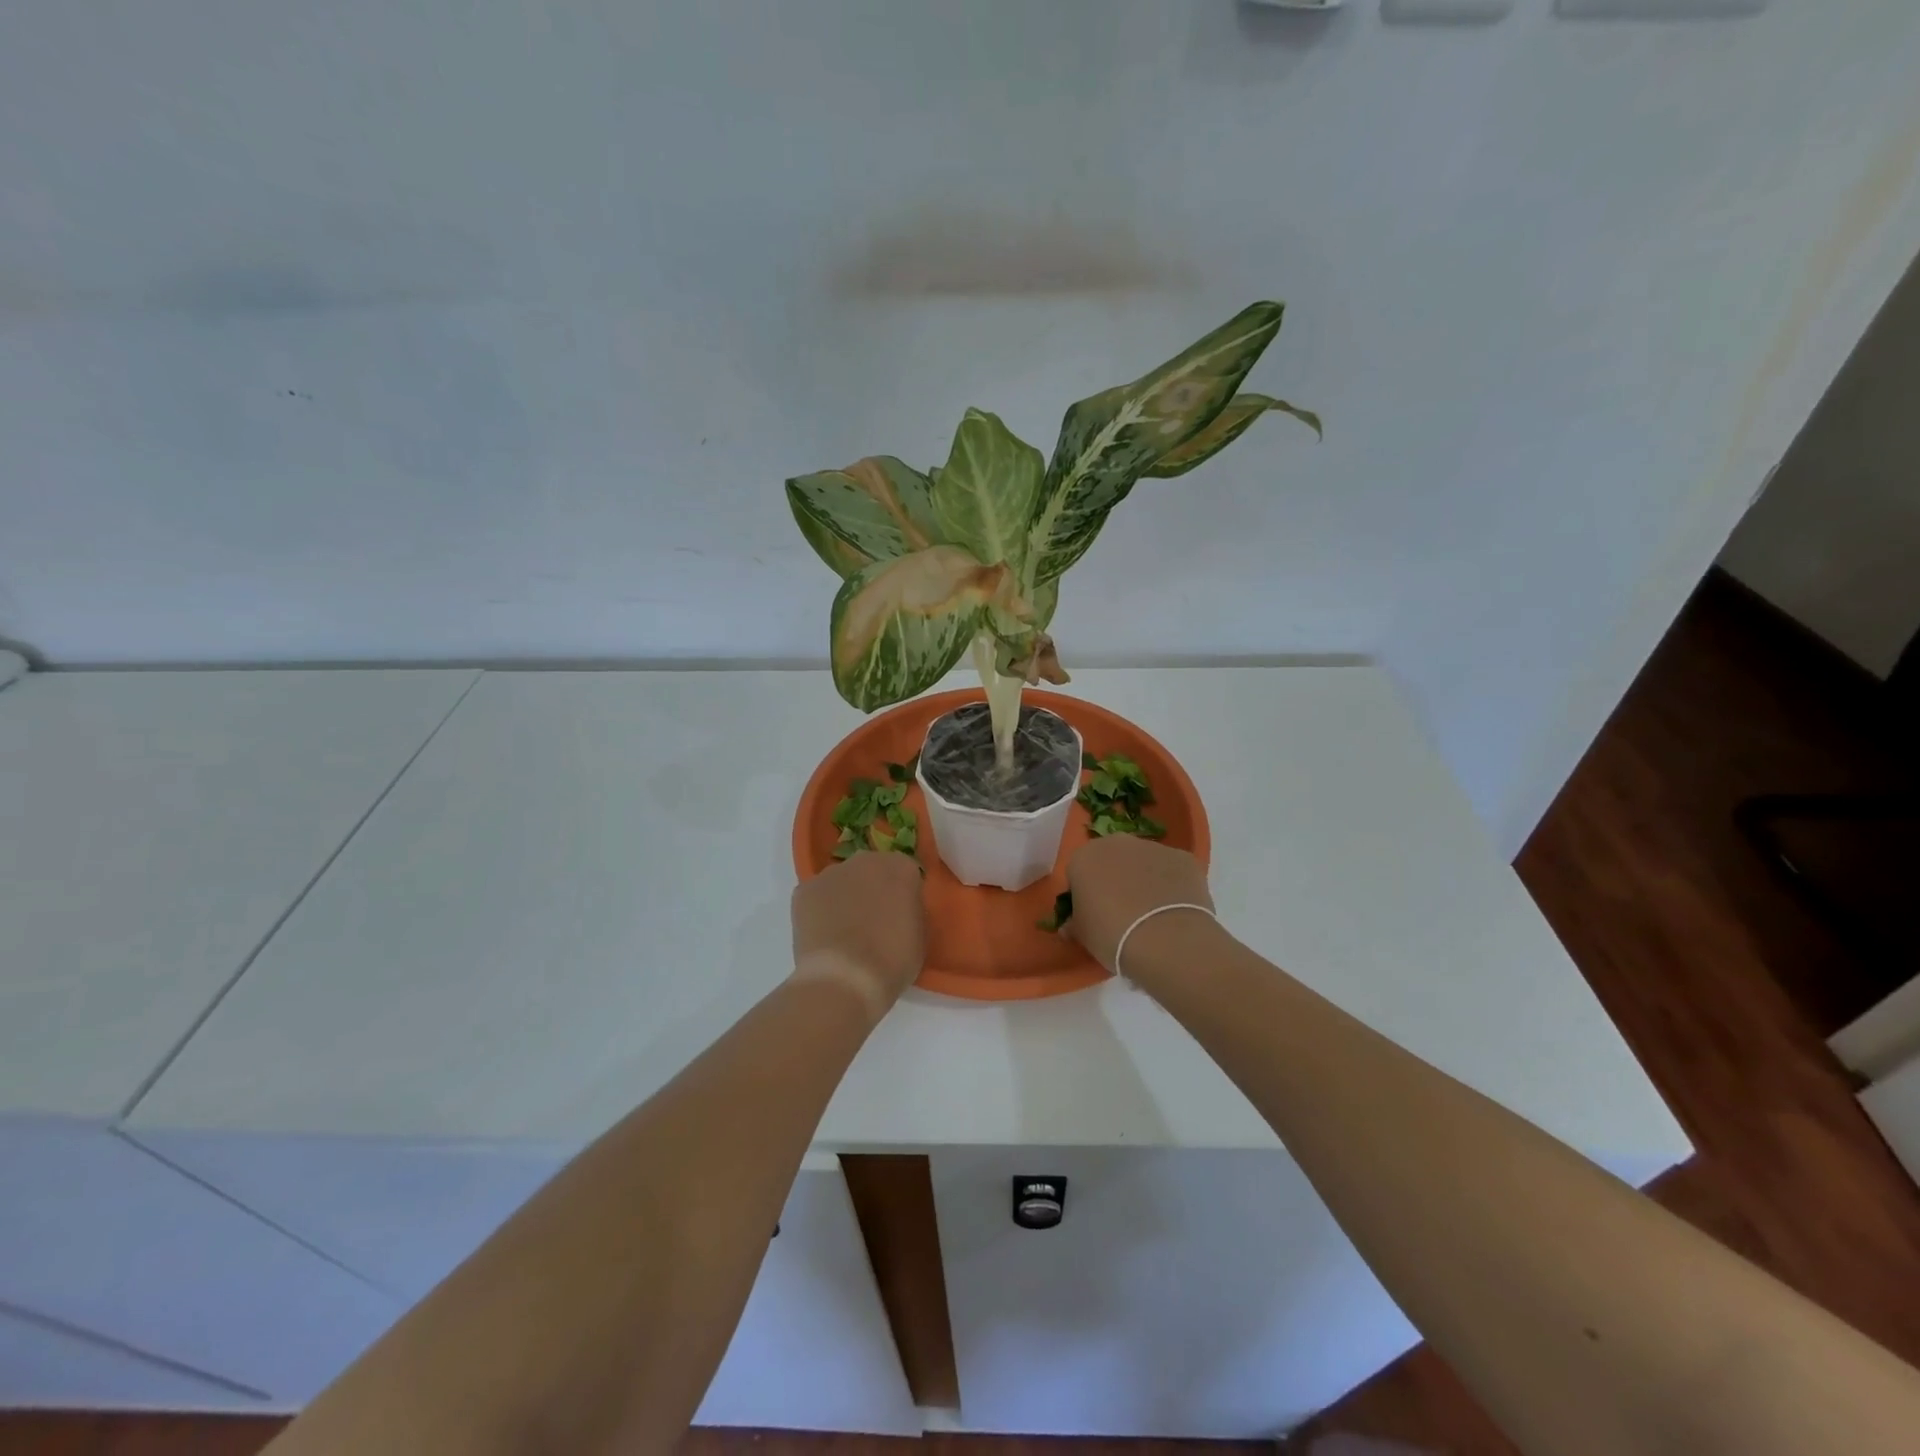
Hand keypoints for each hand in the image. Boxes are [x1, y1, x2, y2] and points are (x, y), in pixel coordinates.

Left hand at [790, 851, 925, 1012]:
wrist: (845, 978)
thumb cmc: (893, 960)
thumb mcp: (919, 935)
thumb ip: (909, 911)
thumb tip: (897, 912)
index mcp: (901, 867)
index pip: (904, 874)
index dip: (902, 896)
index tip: (900, 917)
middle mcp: (866, 860)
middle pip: (871, 870)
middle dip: (872, 890)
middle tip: (872, 923)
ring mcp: (831, 873)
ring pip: (841, 881)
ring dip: (844, 898)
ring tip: (843, 934)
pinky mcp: (804, 890)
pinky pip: (816, 896)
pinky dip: (819, 911)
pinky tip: (823, 936)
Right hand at [1065, 836, 1214, 974]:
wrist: (1167, 941)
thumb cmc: (1112, 936)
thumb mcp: (1082, 935)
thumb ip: (1074, 922)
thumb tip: (1071, 924)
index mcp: (1084, 858)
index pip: (1078, 872)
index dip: (1084, 894)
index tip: (1092, 914)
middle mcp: (1116, 843)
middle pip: (1111, 859)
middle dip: (1114, 879)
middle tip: (1121, 911)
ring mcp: (1153, 847)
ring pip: (1143, 862)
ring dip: (1144, 879)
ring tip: (1152, 914)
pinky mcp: (1184, 857)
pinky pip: (1171, 870)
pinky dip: (1171, 885)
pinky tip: (1174, 911)